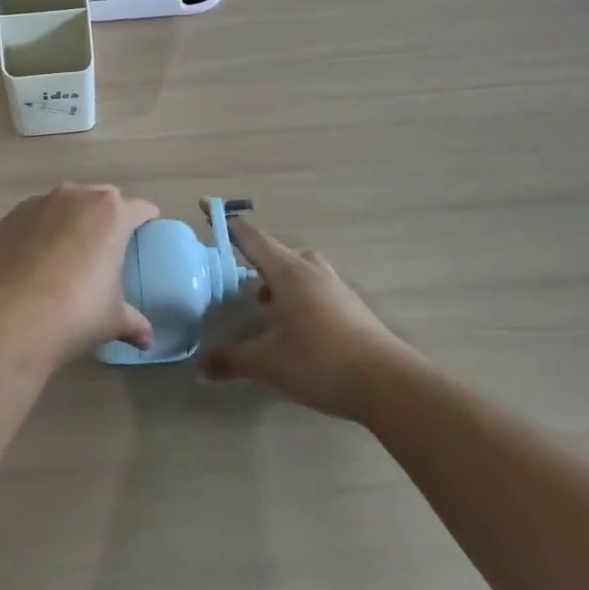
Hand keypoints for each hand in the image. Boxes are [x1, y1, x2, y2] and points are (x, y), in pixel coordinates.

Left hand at [0, 184, 159, 364]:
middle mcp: (76, 197)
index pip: (140, 208)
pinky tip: (36, 258)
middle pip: (102, 198)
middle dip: (108, 216)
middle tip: (108, 245)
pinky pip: (35, 217)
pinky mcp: (9, 217)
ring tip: (69, 251)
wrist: (9, 319)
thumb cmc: (75, 313)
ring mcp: (39, 203)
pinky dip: (40, 230)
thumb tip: (148, 341)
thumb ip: (134, 322)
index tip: (146, 234)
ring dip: (72, 220)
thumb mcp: (113, 320)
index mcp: (112, 214)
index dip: (146, 221)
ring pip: (65, 204)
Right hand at [202, 218, 421, 420]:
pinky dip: (296, 292)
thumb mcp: (268, 364)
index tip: (206, 205)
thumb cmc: (320, 362)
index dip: (227, 223)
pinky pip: (314, 285)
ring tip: (262, 299)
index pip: (250, 238)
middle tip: (231, 263)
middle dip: (251, 252)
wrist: (389, 384)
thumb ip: (231, 360)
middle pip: (276, 249)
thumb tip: (199, 366)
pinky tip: (292, 321)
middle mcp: (311, 271)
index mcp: (287, 273)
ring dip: (277, 275)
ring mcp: (334, 287)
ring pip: (299, 266)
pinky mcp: (350, 306)